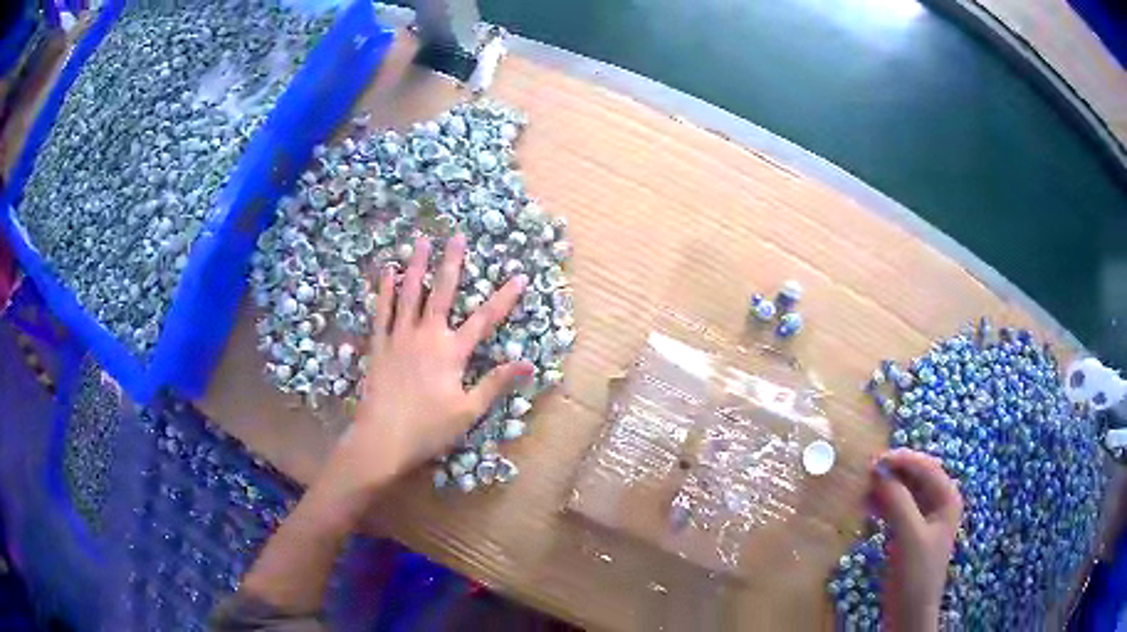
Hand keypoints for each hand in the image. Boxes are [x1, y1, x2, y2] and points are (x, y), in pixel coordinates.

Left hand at [329, 233, 532, 491]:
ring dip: (416, 265)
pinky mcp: (379, 345)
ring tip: (421, 240)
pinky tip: (387, 271)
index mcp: (452, 352)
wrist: (382, 439)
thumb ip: (495, 383)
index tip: (519, 277)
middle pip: (441, 293)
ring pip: (409, 294)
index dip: (504, 298)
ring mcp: (399, 337)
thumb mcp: (468, 411)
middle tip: (456, 235)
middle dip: (451, 263)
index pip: (484, 319)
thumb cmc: (429, 429)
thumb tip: (528, 364)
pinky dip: (385, 290)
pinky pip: (382, 311)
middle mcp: (426, 336)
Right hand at [871, 448, 963, 630]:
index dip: (903, 460)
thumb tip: (879, 472)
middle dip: (893, 472)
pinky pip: (896, 508)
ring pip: (904, 492)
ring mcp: (923, 518)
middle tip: (866, 470)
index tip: (875, 459)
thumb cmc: (917, 573)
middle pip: (915, 477)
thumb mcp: (909, 537)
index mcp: (947, 498)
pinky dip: (883, 504)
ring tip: (863, 487)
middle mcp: (937, 502)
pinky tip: (867, 505)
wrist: (909, 612)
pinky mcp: (909, 532)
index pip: (926, 467)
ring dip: (886, 487)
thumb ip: (897, 502)